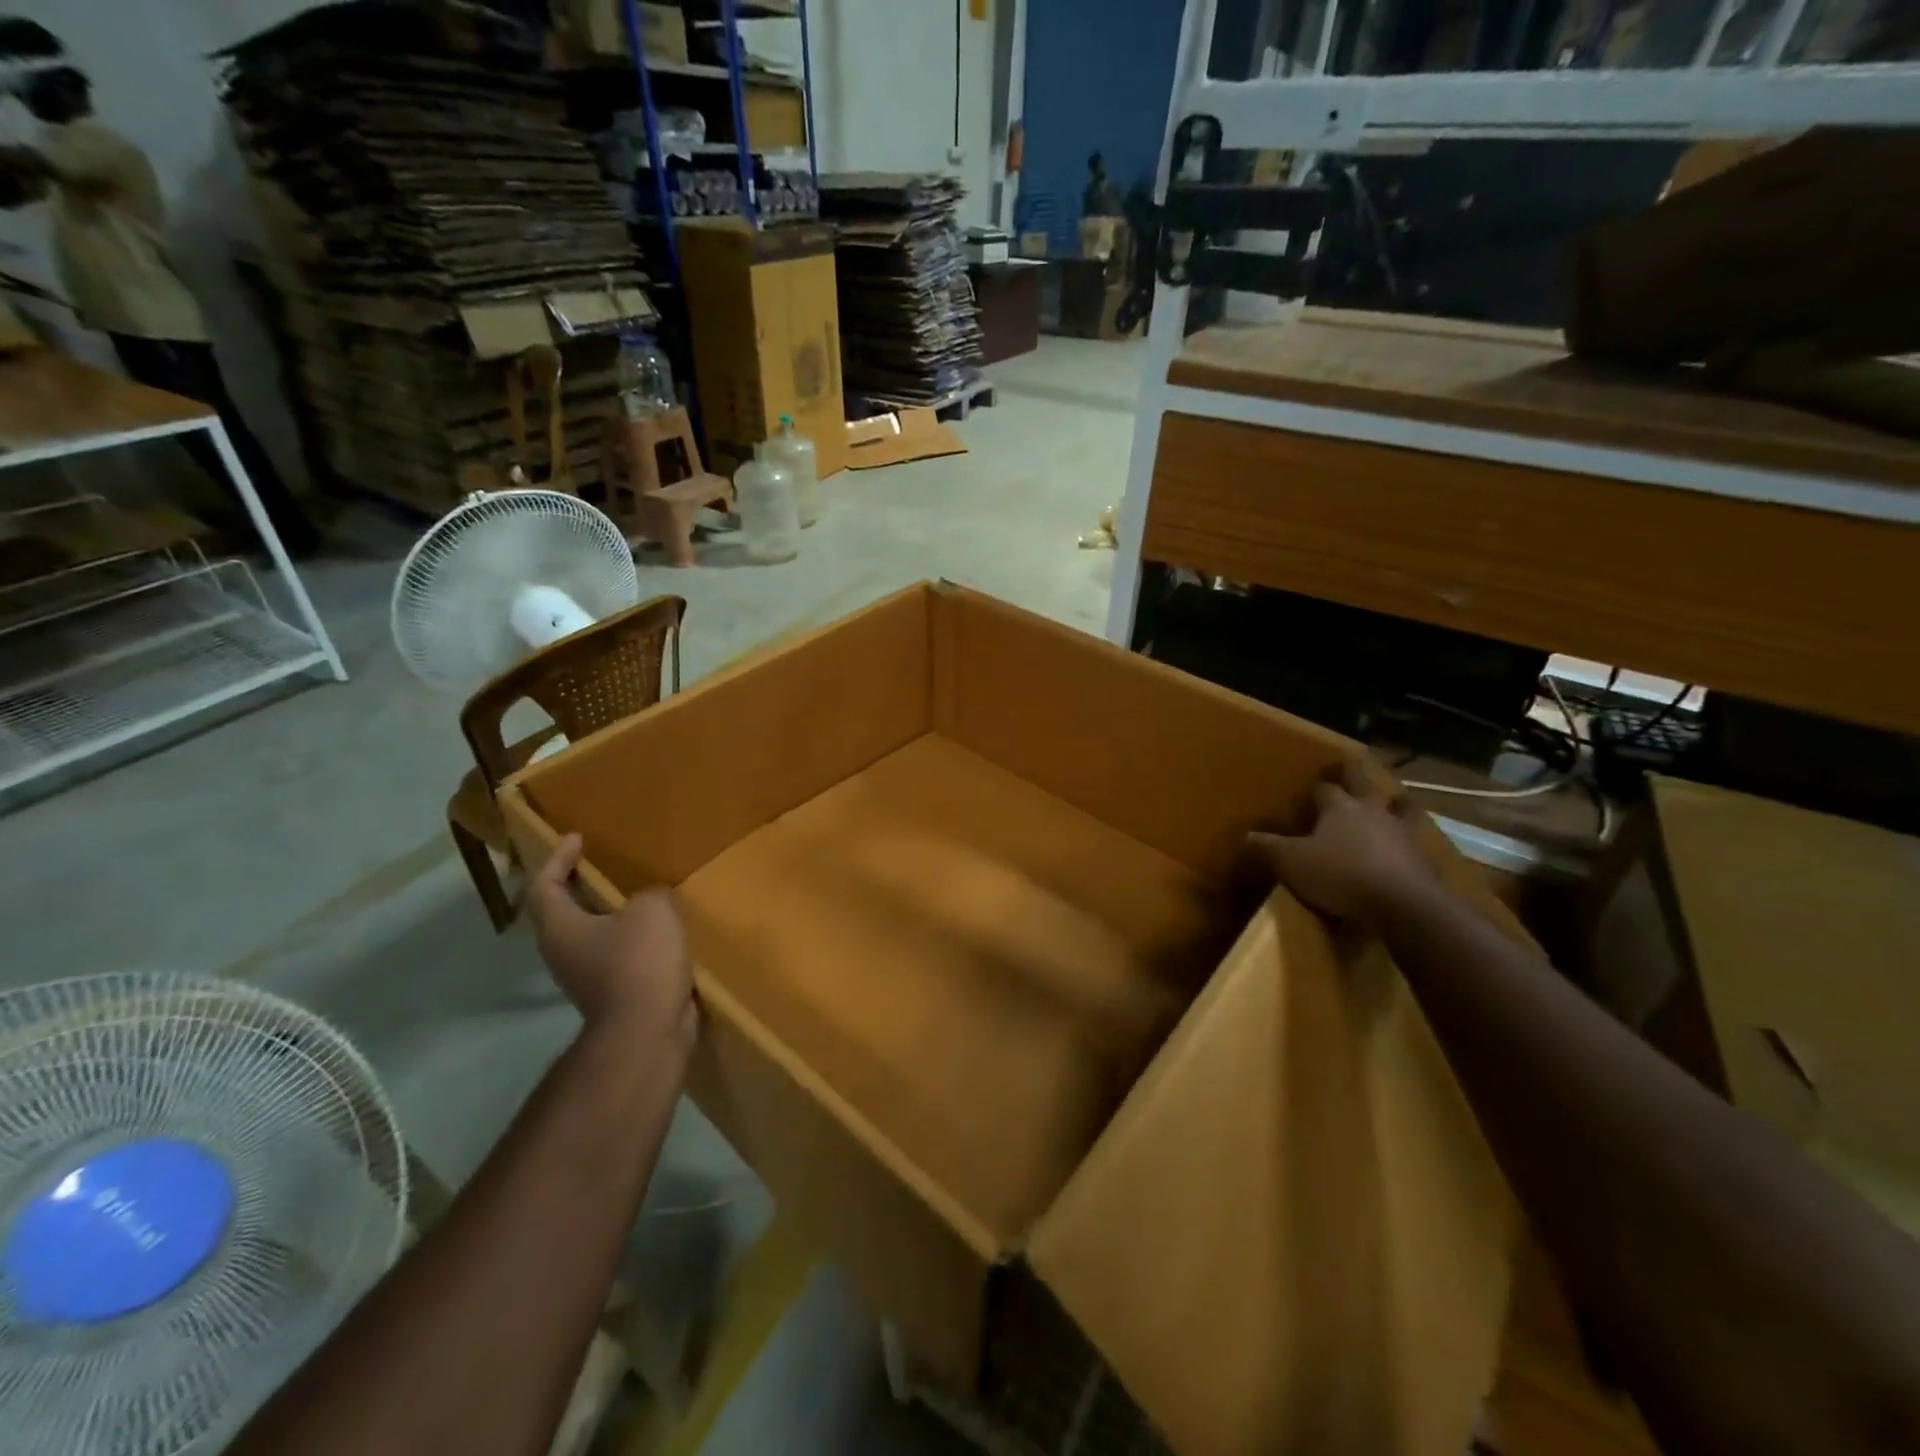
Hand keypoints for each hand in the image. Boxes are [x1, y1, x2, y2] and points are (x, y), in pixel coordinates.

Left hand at [527, 835, 697, 1051]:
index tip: (576, 838)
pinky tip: (659, 932)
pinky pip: (617, 956)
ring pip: (591, 937)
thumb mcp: (651, 909)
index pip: (544, 886)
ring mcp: (586, 978)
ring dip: (608, 915)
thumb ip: (650, 893)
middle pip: (561, 913)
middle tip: (601, 866)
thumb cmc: (639, 961)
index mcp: (560, 928)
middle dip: (578, 888)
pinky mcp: (613, 995)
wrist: (647, 1030)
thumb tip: (651, 901)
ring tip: (637, 896)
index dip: (556, 859)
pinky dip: (632, 939)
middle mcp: (563, 953)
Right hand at [1248, 759, 1438, 926]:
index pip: (1325, 789)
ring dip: (1398, 804)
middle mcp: (1373, 812)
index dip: (1317, 789)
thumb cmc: (1340, 875)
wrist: (1402, 905)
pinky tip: (1408, 850)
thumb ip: (1268, 847)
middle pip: (1365, 784)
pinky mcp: (1424, 859)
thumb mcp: (1291, 862)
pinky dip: (1411, 843)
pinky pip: (1417, 843)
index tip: (1310, 790)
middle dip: (1356, 774)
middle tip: (1352, 766)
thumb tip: (1247, 835)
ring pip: (1403, 808)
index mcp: (1340, 808)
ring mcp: (1404, 833)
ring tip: (1396, 801)